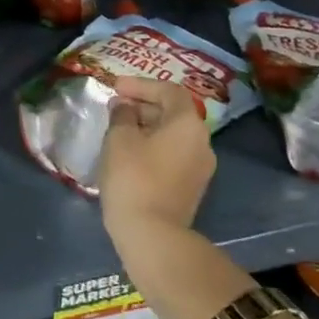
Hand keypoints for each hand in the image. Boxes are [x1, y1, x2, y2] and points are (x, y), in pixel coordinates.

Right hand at [96, 77, 215, 230]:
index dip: (142, 85)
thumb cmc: (133, 178)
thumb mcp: (119, 139)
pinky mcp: (192, 187)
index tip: (116, 87)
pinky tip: (130, 153)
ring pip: (174, 135)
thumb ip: (121, 115)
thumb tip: (125, 106)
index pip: (169, 91)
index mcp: (188, 124)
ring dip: (148, 127)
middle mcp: (202, 142)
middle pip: (175, 113)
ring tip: (120, 129)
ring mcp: (200, 167)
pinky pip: (173, 154)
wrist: (152, 234)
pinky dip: (154, 146)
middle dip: (144, 105)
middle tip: (116, 107)